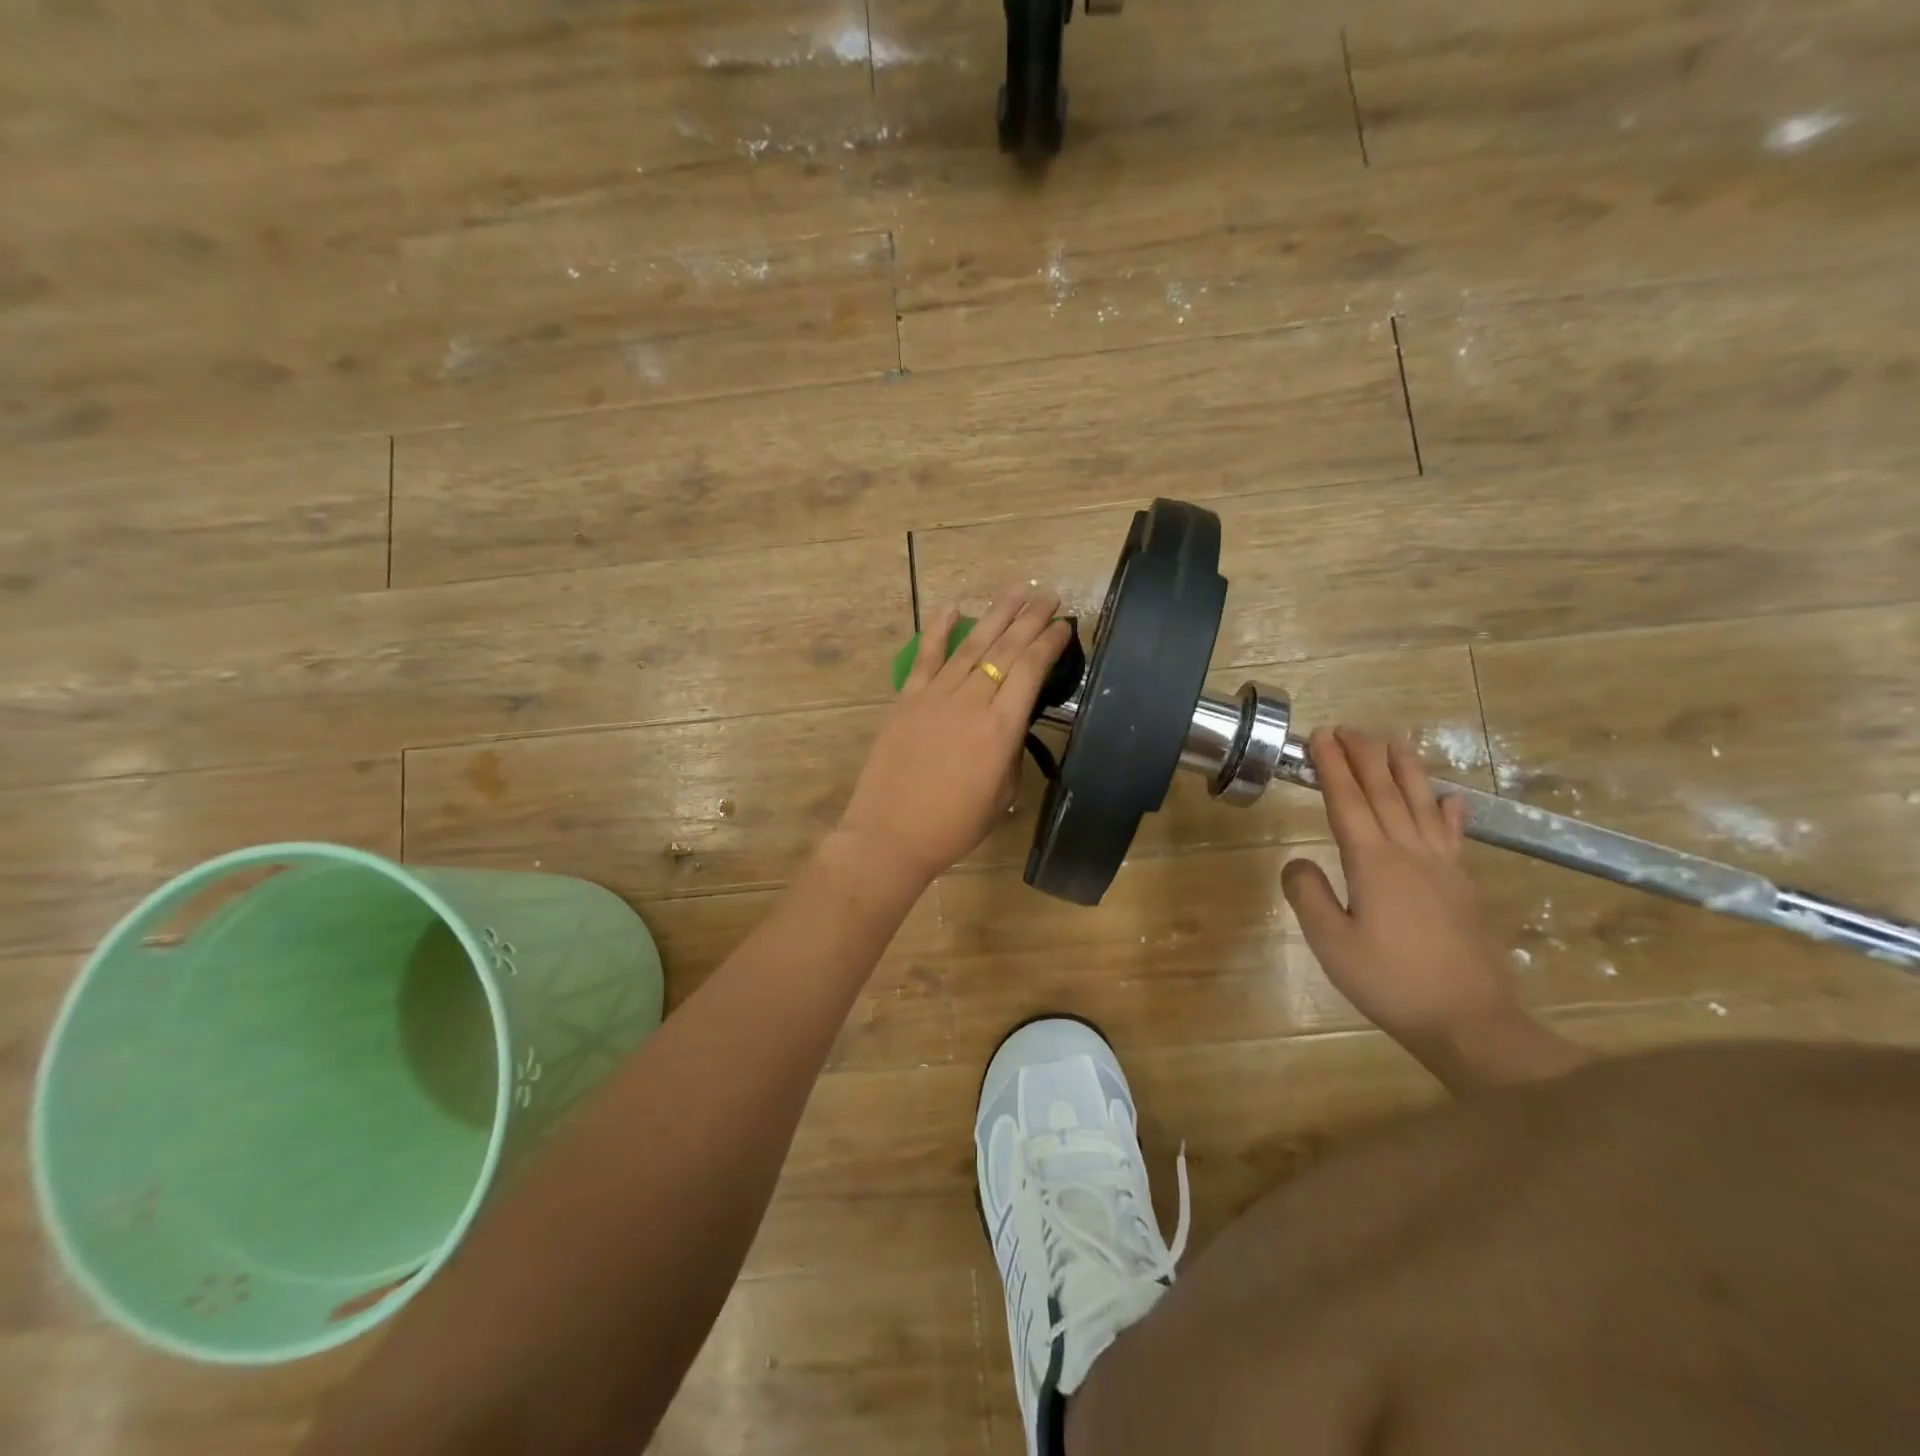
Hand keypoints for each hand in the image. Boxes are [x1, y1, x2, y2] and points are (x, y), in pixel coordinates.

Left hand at [836, 591, 1072, 890]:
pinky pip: (926, 657)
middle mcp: (971, 702)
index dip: (1049, 642)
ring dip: (996, 616)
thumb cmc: (953, 826)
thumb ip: (1010, 753)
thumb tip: (1008, 725)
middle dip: (1030, 619)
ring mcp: (936, 696)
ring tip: (1015, 592)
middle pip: (1006, 650)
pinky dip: (939, 630)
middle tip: (1048, 596)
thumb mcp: (1001, 795)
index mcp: (1001, 728)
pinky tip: (952, 607)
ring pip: (971, 646)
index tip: (1063, 624)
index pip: (1031, 670)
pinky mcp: (907, 699)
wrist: (890, 834)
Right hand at [1282, 727, 1588, 1092]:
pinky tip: (1451, 798)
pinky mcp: (1462, 886)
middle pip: (1385, 792)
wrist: (1469, 1020)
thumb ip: (1306, 894)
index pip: (1347, 801)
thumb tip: (1297, 862)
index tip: (1319, 736)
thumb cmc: (1390, 981)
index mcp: (1372, 863)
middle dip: (1364, 755)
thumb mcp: (1330, 943)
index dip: (1331, 766)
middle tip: (1348, 728)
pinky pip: (1454, 835)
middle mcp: (1409, 853)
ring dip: (1404, 769)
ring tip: (1393, 742)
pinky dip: (1450, 811)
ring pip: (1422, 804)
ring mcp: (1442, 867)